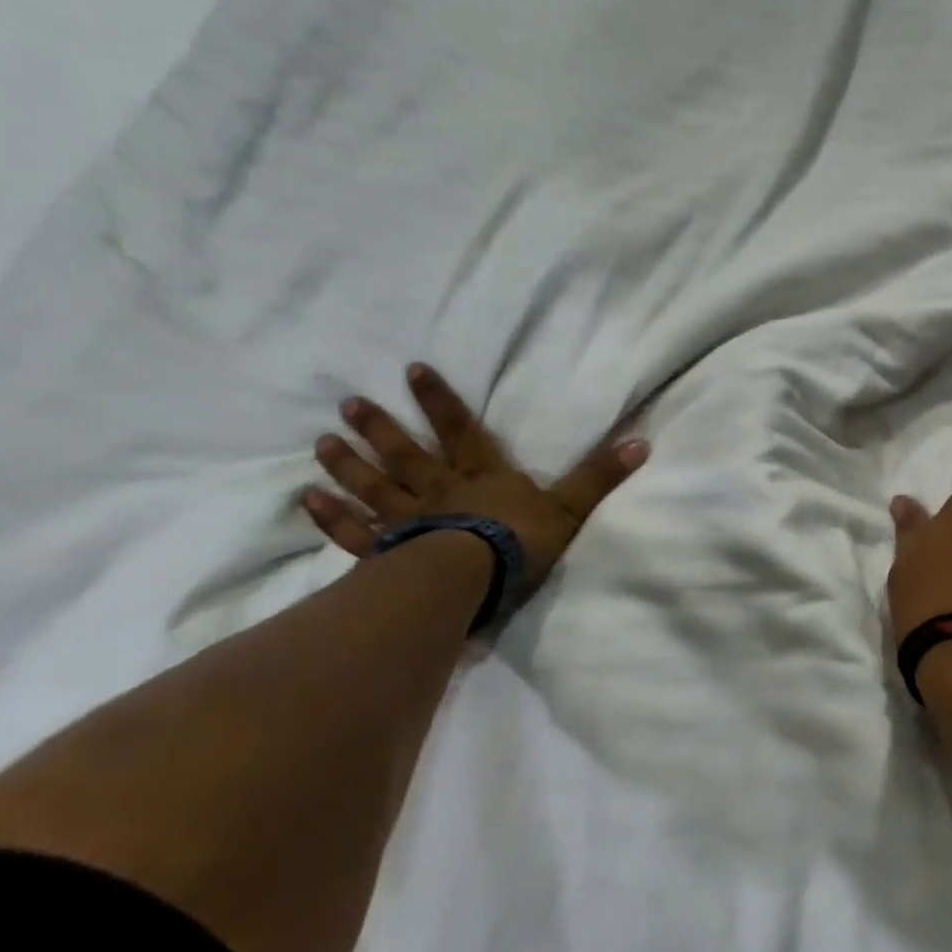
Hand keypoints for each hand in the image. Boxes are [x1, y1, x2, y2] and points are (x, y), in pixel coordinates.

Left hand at [304, 362, 647, 591]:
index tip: (410, 371)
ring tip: (322, 442)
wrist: (476, 580)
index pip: (461, 432)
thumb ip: (600, 476)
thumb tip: (642, 441)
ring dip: (349, 465)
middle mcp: (441, 492)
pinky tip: (308, 500)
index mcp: (484, 478)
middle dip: (381, 429)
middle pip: (407, 455)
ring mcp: (411, 523)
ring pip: (375, 488)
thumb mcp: (571, 508)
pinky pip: (357, 533)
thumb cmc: (522, 543)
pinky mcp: (391, 555)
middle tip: (349, 403)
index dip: (439, 402)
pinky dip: (332, 517)